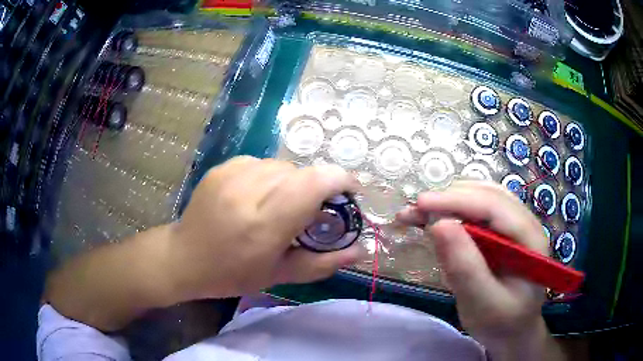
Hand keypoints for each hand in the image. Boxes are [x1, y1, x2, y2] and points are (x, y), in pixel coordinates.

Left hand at [167, 156, 361, 300]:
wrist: (184, 257)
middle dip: (316, 188)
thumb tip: (359, 250)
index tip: (350, 192)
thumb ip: (322, 263)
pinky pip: (261, 163)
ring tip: (280, 206)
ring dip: (292, 183)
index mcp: (265, 223)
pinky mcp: (222, 167)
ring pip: (282, 166)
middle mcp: (249, 191)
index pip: (314, 183)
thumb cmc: (232, 274)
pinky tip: (257, 197)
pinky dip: (270, 178)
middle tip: (309, 212)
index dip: (341, 180)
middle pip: (301, 172)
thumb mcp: (279, 276)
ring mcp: (232, 174)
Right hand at [397, 181, 553, 359]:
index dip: (457, 201)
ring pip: (480, 197)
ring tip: (419, 215)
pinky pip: (477, 212)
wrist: (513, 331)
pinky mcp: (501, 231)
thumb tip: (438, 225)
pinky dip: (453, 212)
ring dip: (449, 202)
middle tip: (413, 212)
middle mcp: (525, 222)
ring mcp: (514, 225)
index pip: (494, 206)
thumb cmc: (501, 322)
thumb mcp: (483, 303)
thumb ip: (465, 267)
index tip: (420, 204)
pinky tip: (436, 222)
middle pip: (486, 194)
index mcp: (530, 239)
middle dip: (449, 199)